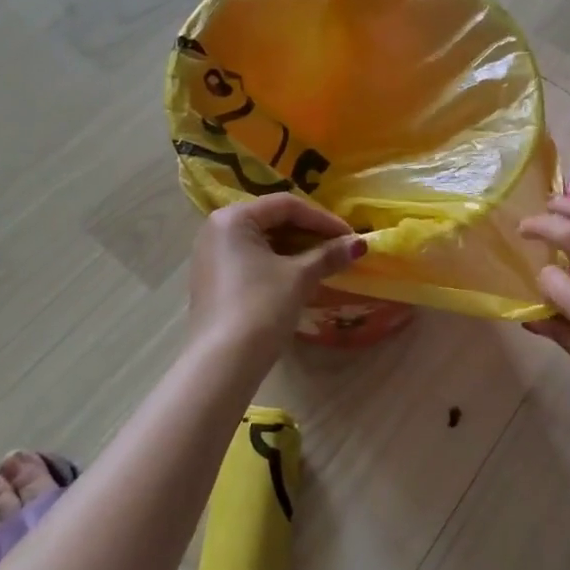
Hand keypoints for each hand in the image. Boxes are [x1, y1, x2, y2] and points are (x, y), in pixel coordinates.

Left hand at [188, 196, 365, 362]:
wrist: (222, 364)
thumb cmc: (260, 307)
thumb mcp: (299, 277)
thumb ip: (328, 255)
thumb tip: (359, 244)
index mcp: (233, 217)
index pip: (286, 205)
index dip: (322, 219)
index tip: (349, 236)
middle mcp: (216, 229)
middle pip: (272, 219)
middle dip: (309, 232)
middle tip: (338, 247)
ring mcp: (210, 256)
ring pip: (262, 240)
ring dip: (295, 248)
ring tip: (324, 261)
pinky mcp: (212, 280)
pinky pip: (250, 259)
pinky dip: (277, 262)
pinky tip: (298, 276)